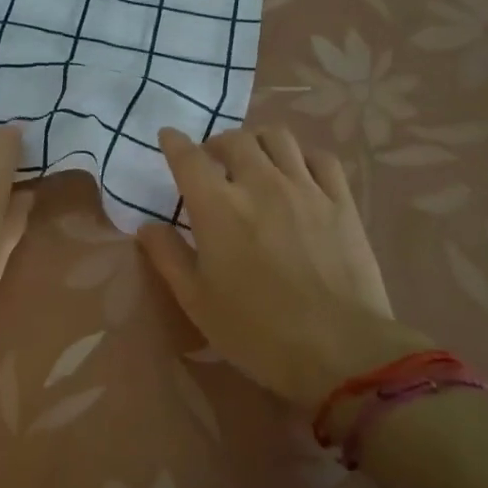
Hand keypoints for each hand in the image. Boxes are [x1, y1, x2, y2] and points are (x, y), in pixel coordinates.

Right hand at [137, 125, 429, 415]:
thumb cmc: (257, 331)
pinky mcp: (341, 201)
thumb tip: (147, 227)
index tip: (169, 137)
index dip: (175, 143)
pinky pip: (321, 158)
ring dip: (258, 142)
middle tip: (213, 162)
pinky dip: (302, 157)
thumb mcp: (196, 301)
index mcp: (218, 207)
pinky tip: (298, 173)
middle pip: (235, 140)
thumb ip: (168, 257)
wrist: (340, 350)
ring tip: (254, 160)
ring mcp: (305, 188)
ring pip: (278, 138)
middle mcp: (260, 184)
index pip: (189, 158)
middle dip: (217, 143)